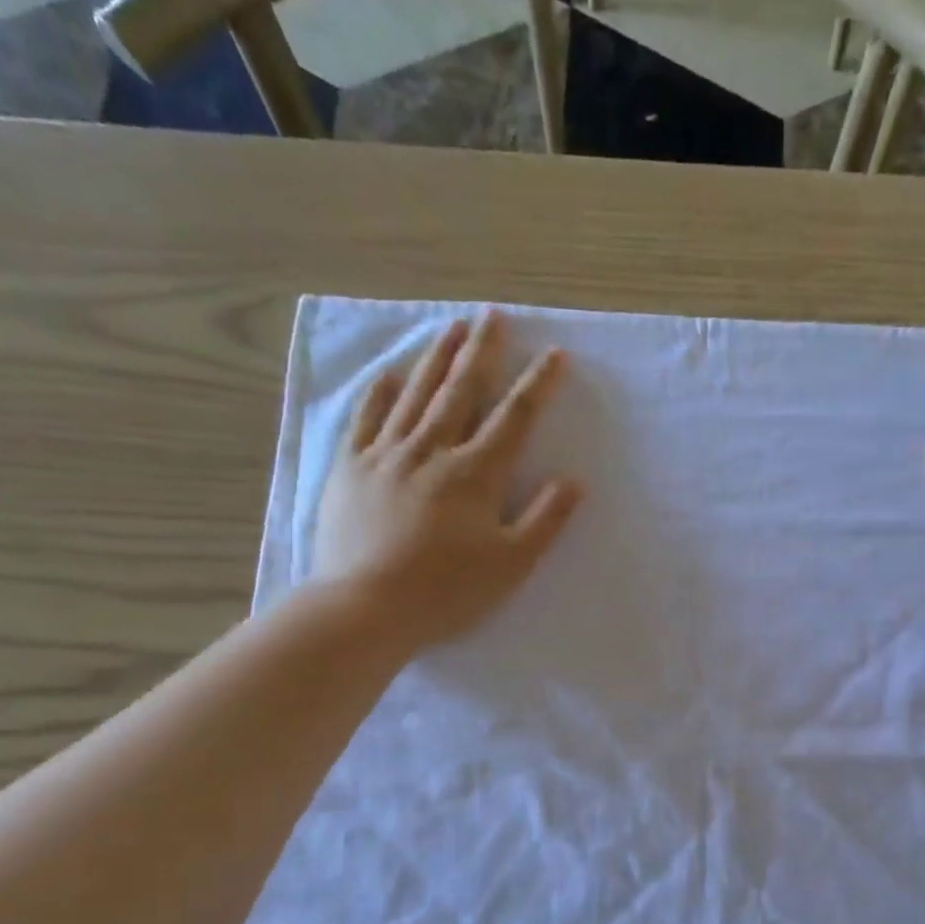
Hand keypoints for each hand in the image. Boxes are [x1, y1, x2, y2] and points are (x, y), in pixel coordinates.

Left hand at [313, 312, 582, 650]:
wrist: (366, 607)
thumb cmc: (447, 591)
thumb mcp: (512, 564)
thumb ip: (544, 520)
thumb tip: (573, 481)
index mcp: (475, 473)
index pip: (514, 418)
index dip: (537, 385)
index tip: (554, 355)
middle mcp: (432, 450)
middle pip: (462, 391)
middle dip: (482, 352)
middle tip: (493, 316)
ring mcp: (386, 455)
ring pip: (415, 395)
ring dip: (436, 358)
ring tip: (452, 327)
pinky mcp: (350, 469)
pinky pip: (366, 419)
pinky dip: (380, 393)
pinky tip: (389, 373)